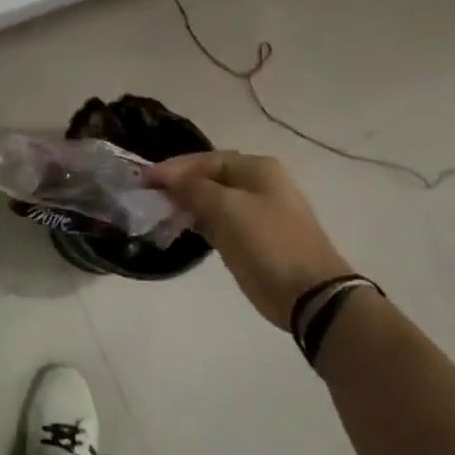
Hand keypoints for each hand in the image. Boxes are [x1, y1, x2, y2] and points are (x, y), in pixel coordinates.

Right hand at [144, 151, 349, 330]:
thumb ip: (194, 187)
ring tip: (157, 211)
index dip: (174, 167)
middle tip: (147, 194)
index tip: (145, 179)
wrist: (309, 294)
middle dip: (178, 184)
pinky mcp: (248, 239)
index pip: (206, 160)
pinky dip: (195, 222)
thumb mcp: (228, 208)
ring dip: (184, 203)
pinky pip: (215, 222)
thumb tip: (168, 177)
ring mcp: (253, 214)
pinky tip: (175, 227)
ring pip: (210, 201)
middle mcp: (256, 186)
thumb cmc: (269, 242)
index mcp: (256, 169)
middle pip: (207, 178)